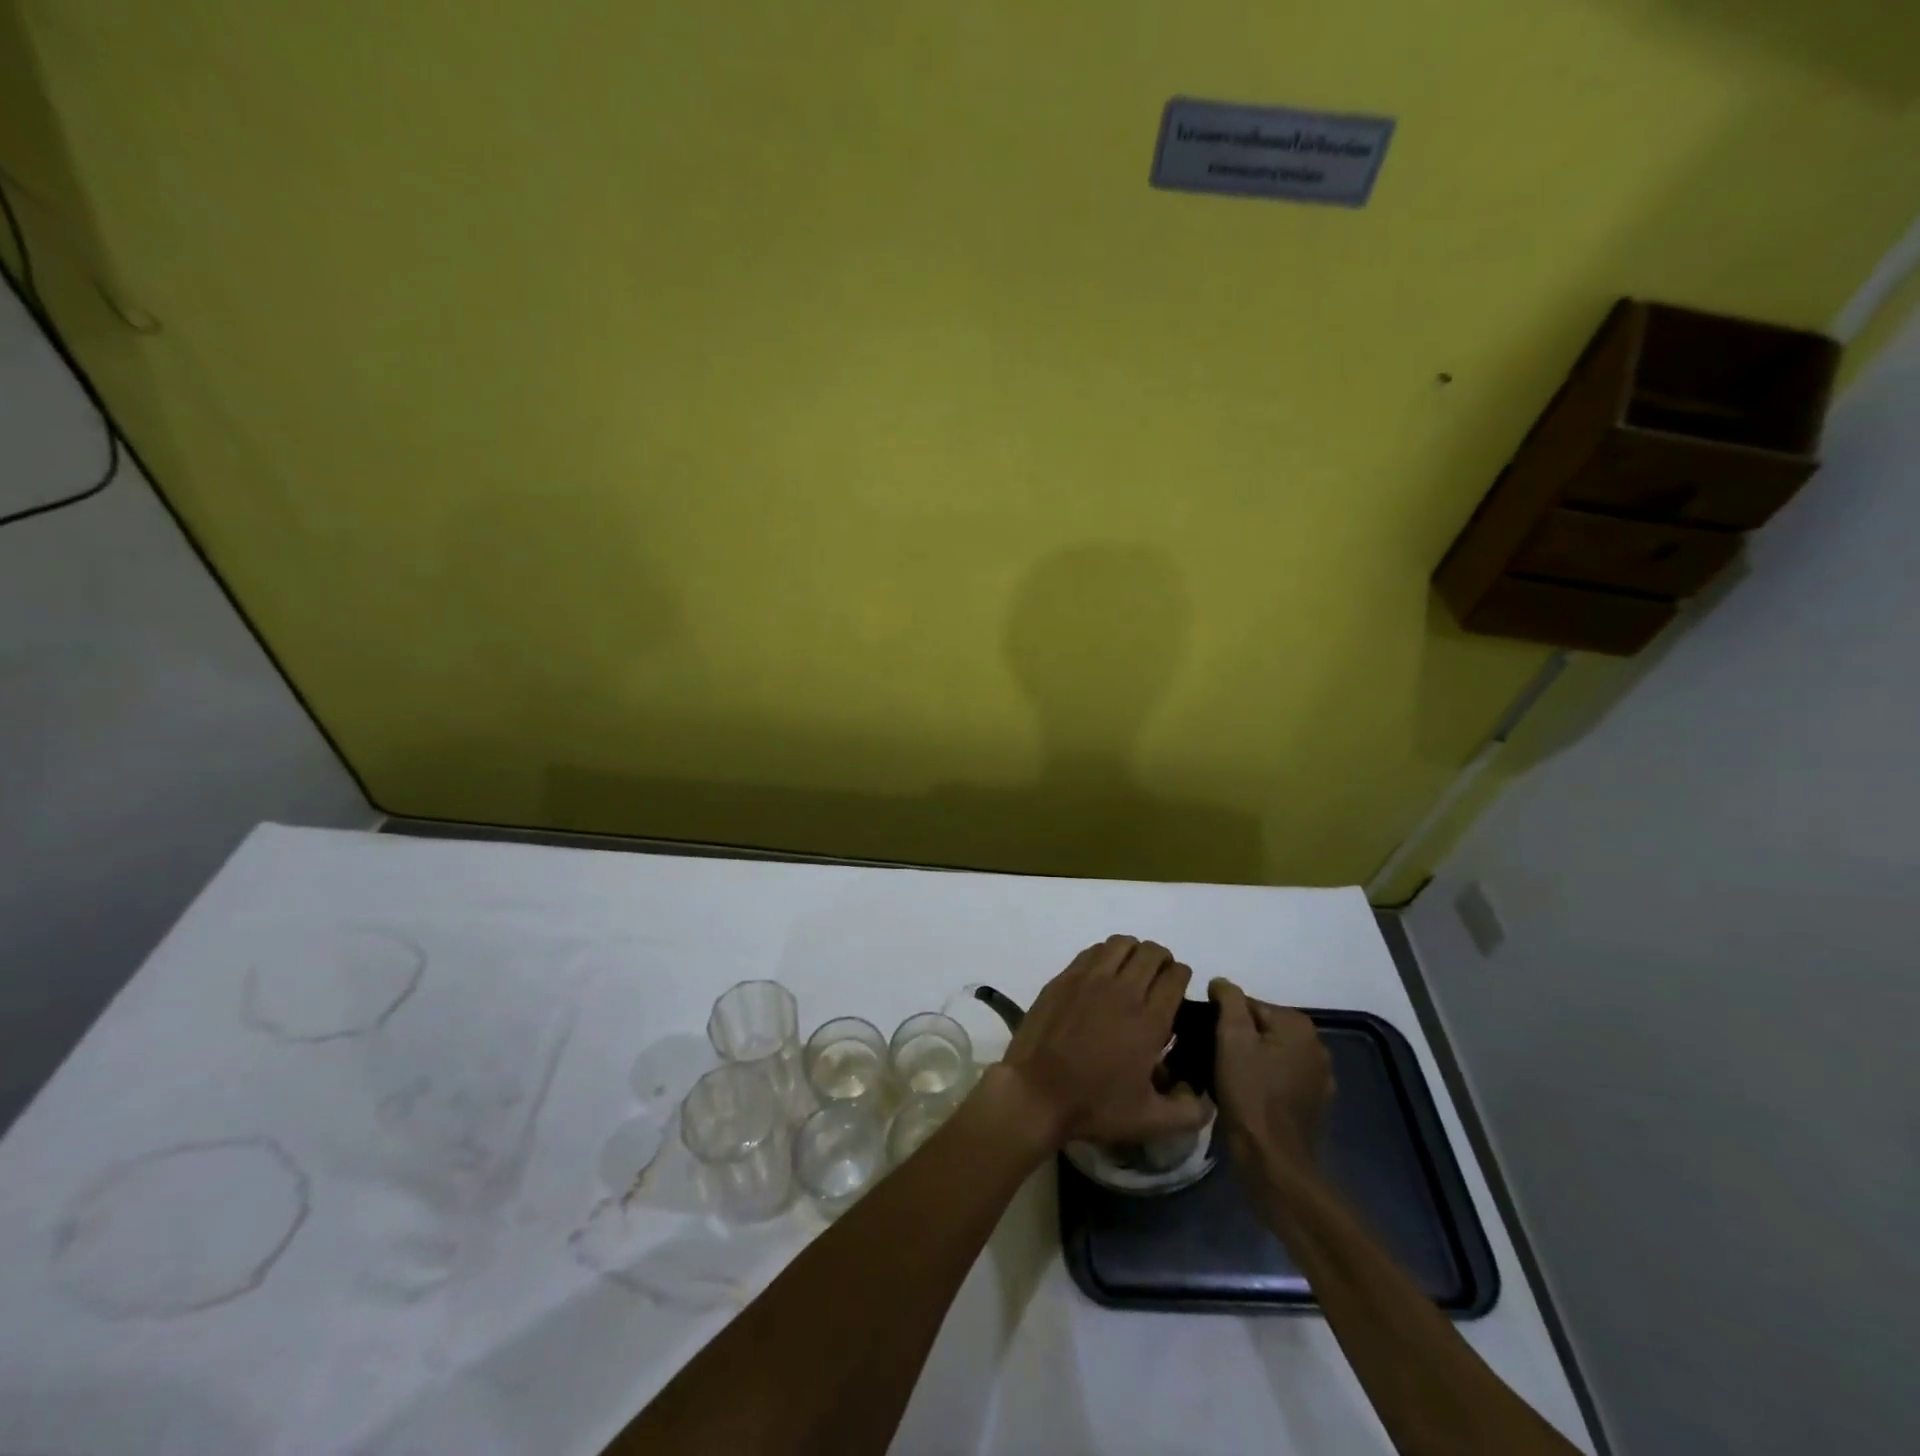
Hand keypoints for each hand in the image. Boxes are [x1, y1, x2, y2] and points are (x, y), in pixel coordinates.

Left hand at [997, 936, 1209, 1147]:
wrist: (1036, 1091)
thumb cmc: (1094, 1105)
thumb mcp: (1149, 1121)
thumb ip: (1187, 1111)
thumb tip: (1206, 1098)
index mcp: (1149, 1020)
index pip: (1176, 976)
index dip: (1182, 977)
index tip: (1179, 989)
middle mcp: (1123, 990)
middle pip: (1152, 953)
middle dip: (1163, 961)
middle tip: (1159, 978)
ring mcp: (1090, 978)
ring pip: (1122, 944)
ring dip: (1134, 952)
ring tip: (1132, 971)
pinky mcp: (1065, 976)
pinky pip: (1094, 951)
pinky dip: (1106, 954)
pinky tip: (1103, 974)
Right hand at [1209, 978, 1333, 1182]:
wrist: (1274, 1161)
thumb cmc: (1250, 1094)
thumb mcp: (1231, 1038)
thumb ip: (1228, 1000)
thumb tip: (1221, 983)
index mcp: (1298, 1025)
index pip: (1248, 1004)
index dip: (1222, 1019)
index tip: (1206, 1039)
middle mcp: (1316, 1045)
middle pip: (1261, 1028)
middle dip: (1237, 1039)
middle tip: (1212, 1058)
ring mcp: (1319, 1077)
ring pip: (1271, 1053)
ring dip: (1250, 1059)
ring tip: (1226, 1077)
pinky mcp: (1315, 1103)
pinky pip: (1281, 1077)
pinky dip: (1264, 1080)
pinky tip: (1247, 1095)